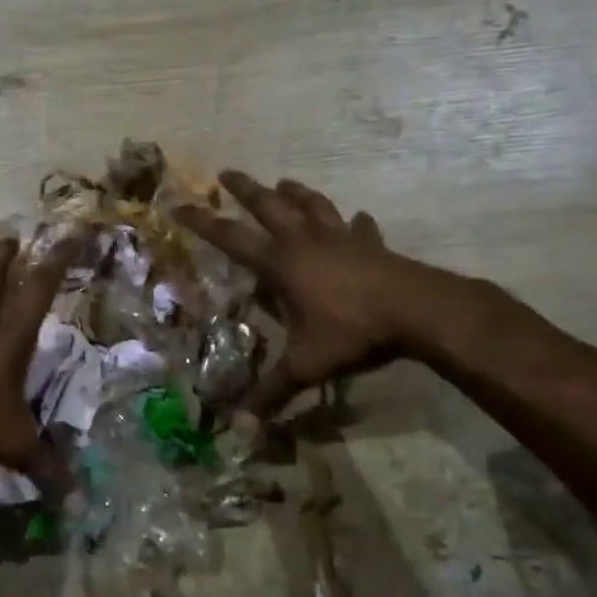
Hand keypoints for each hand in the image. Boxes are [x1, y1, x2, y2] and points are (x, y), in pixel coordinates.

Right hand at [176, 170, 478, 413]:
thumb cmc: (353, 331)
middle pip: (270, 206)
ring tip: (285, 182)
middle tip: (228, 172)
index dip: (203, 223)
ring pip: (314, 207)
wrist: (417, 310)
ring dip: (297, 193)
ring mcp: (342, 239)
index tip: (179, 206)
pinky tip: (360, 219)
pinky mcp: (372, 246)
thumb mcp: (308, 365)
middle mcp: (306, 243)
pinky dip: (356, 224)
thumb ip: (274, 391)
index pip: (231, 238)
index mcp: (282, 264)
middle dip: (246, 189)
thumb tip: (240, 424)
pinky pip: (360, 229)